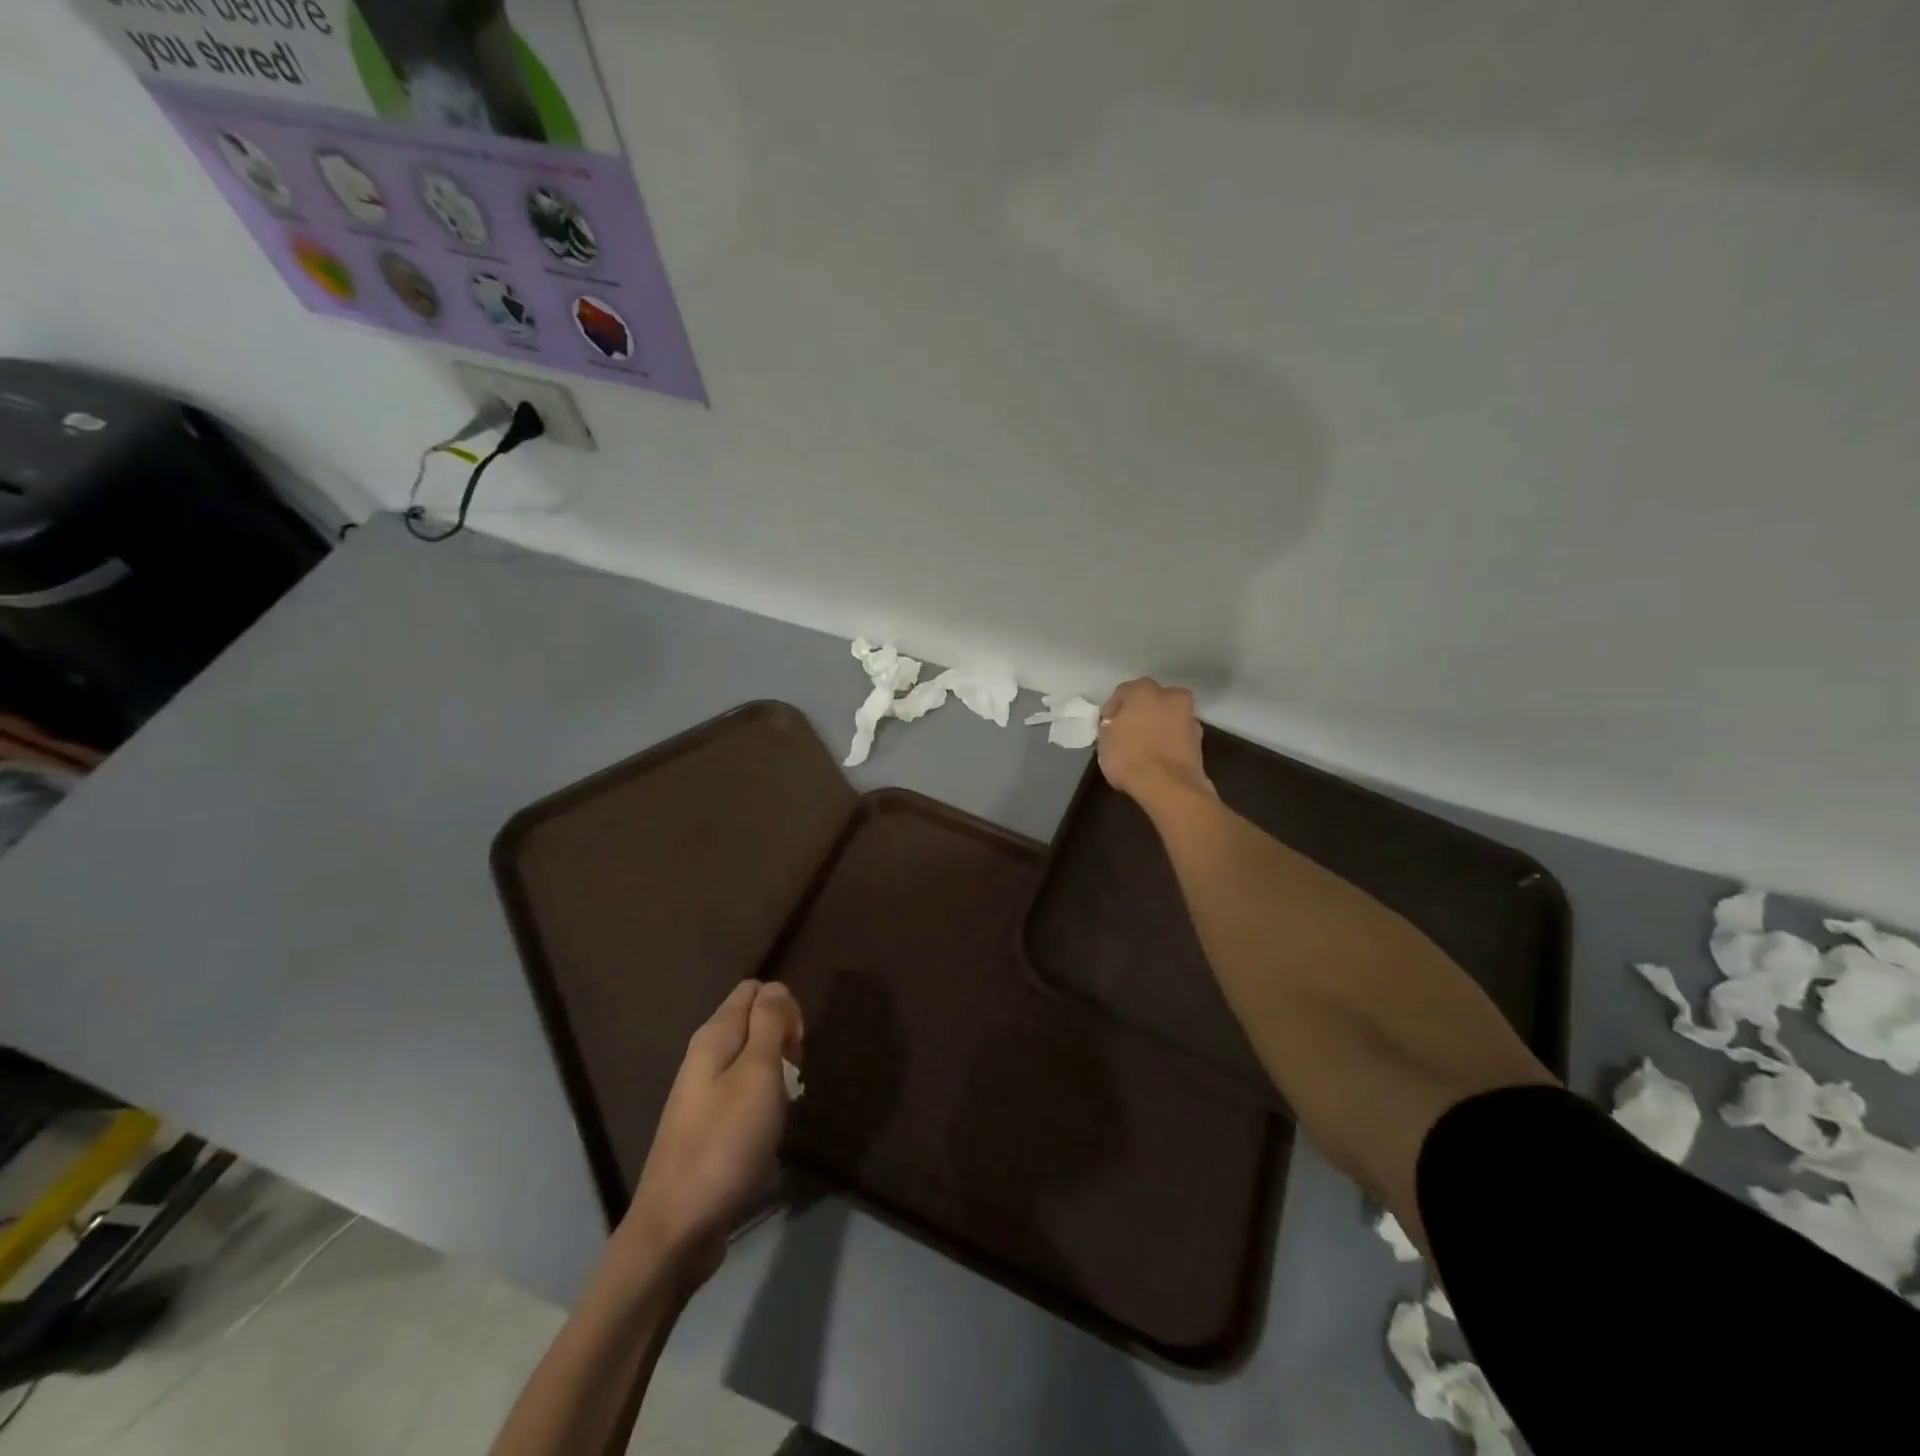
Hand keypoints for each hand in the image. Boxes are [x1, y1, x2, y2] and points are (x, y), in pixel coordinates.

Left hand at [617, 980, 802, 1284]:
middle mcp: (704, 1059)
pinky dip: (763, 1107)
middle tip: (795, 1078)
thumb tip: (776, 988)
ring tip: (784, 1110)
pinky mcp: (707, 1130)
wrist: (676, 1230)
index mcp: (713, 1037)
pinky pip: (743, 1098)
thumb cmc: (724, 1144)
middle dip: (783, 1041)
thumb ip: (769, 1024)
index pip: (752, 991)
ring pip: (751, 1063)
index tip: (797, 1046)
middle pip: (753, 1024)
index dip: (784, 1006)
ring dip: (776, 1078)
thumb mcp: (758, 1074)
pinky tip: (768, 1135)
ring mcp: (702, 1096)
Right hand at [1097, 678, 1214, 808]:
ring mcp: (1189, 717)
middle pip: (1151, 701)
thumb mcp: (1104, 740)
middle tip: (1127, 733)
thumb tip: (1118, 725)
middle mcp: (1170, 695)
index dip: (1112, 710)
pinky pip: (1177, 736)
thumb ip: (1110, 725)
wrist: (1169, 786)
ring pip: (1167, 717)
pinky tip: (1158, 757)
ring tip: (1144, 748)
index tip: (1106, 727)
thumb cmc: (1129, 756)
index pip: (1123, 693)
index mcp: (1144, 689)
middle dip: (1140, 713)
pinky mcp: (1199, 740)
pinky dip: (1168, 742)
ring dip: (1157, 727)